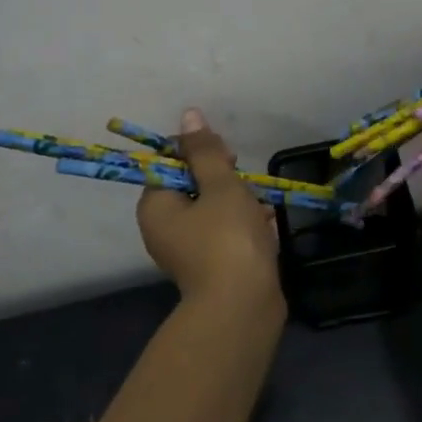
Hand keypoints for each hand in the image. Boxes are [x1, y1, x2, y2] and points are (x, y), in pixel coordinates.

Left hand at [137, 109, 282, 310]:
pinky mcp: (212, 268)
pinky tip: (266, 230)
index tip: (228, 159)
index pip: (171, 163)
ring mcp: (188, 252)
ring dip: (241, 205)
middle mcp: (164, 229)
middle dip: (225, 182)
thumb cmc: (227, 238)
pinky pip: (227, 236)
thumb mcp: (220, 185)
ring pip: (215, 211)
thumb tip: (189, 115)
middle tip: (246, 187)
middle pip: (194, 187)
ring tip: (260, 213)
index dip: (200, 154)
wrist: (243, 307)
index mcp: (156, 206)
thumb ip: (205, 151)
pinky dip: (246, 229)